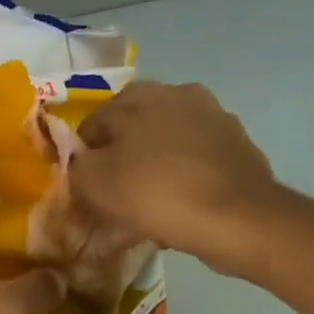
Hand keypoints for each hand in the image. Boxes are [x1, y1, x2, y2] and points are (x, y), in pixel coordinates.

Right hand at [70, 82, 281, 277]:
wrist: (238, 219)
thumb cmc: (156, 194)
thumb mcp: (94, 184)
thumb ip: (75, 167)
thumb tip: (77, 163)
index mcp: (139, 95)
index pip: (92, 124)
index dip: (82, 158)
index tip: (83, 189)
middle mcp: (177, 94)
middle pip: (132, 131)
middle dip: (120, 159)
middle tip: (113, 196)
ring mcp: (213, 118)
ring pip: (165, 145)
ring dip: (152, 168)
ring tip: (146, 206)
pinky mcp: (238, 146)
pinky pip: (194, 162)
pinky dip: (182, 179)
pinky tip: (178, 208)